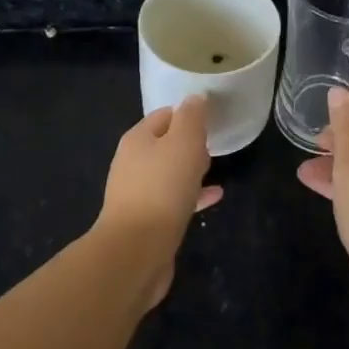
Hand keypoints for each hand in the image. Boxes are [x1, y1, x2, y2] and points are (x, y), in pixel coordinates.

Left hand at [97, 96, 223, 306]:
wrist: (137, 250)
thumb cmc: (162, 188)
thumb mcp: (183, 143)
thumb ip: (191, 118)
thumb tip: (195, 98)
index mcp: (137, 139)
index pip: (164, 115)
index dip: (187, 114)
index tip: (211, 118)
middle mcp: (133, 163)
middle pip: (165, 144)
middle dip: (188, 142)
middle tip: (213, 143)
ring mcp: (138, 193)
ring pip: (169, 173)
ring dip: (190, 169)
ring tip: (215, 169)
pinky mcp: (148, 221)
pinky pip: (174, 200)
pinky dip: (193, 195)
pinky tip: (215, 197)